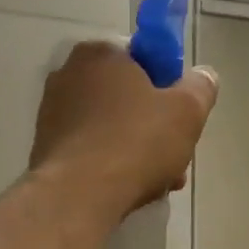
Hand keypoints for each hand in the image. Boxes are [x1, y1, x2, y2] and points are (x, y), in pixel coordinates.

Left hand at [29, 43, 218, 215]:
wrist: (78, 195)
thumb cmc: (135, 142)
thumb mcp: (186, 111)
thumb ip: (200, 88)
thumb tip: (203, 76)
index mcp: (100, 53)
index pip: (142, 59)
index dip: (167, 86)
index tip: (180, 116)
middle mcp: (68, 75)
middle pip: (126, 97)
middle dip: (153, 125)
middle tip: (174, 155)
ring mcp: (52, 112)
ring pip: (109, 127)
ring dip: (135, 149)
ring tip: (158, 182)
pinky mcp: (45, 146)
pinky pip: (89, 149)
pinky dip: (109, 164)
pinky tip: (128, 189)